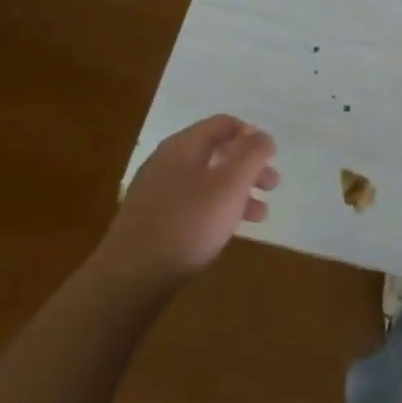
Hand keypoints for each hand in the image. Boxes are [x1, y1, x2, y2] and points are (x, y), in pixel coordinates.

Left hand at [101, 116, 278, 288]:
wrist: (129, 278)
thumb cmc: (189, 224)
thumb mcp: (231, 184)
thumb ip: (252, 154)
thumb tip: (263, 136)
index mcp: (184, 144)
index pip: (224, 123)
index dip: (251, 135)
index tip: (271, 157)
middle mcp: (167, 160)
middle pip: (216, 151)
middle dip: (248, 166)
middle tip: (272, 185)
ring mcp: (155, 190)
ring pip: (205, 179)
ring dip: (236, 191)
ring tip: (259, 215)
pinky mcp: (149, 219)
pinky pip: (190, 202)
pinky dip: (215, 208)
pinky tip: (225, 230)